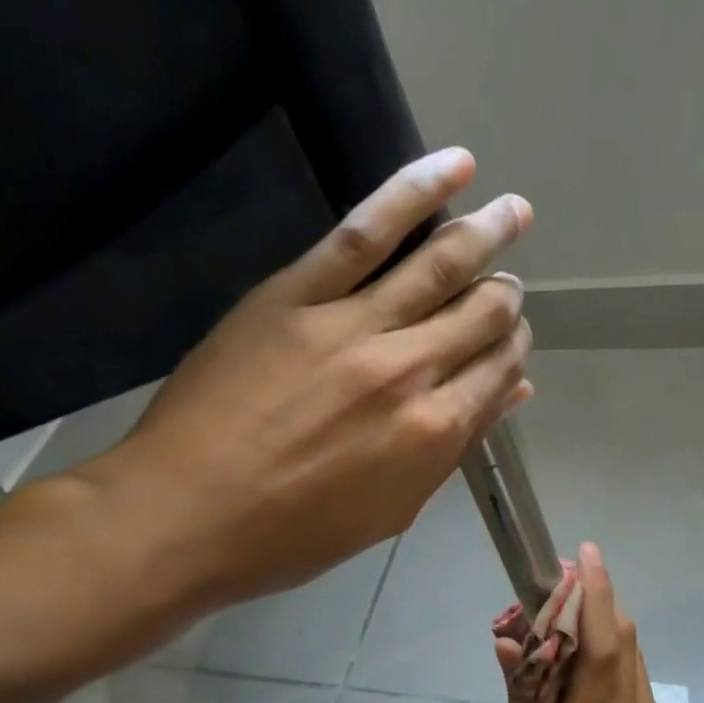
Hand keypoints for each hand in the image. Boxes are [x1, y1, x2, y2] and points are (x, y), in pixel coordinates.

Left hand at [82, 147, 533, 609]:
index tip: (512, 337)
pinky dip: (414, 192)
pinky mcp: (299, 293)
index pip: (499, 370)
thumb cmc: (292, 535)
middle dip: (506, 296)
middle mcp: (410, 370)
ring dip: (488, 233)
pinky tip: (457, 167)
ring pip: (440, 263)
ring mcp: (354, 324)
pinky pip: (366, 231)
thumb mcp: (390, 510)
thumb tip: (509, 395)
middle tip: (508, 286)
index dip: (514, 348)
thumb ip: (452, 451)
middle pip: (483, 313)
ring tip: (516, 211)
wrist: (187, 515)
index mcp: (434, 433)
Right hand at [495, 542, 685, 702]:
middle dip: (600, 606)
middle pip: (624, 641)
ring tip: (570, 645)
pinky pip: (639, 694)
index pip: (602, 642)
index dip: (597, 593)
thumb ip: (525, 702)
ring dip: (606, 640)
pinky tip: (591, 700)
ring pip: (634, 665)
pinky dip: (615, 677)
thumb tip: (509, 645)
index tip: (587, 553)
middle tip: (566, 591)